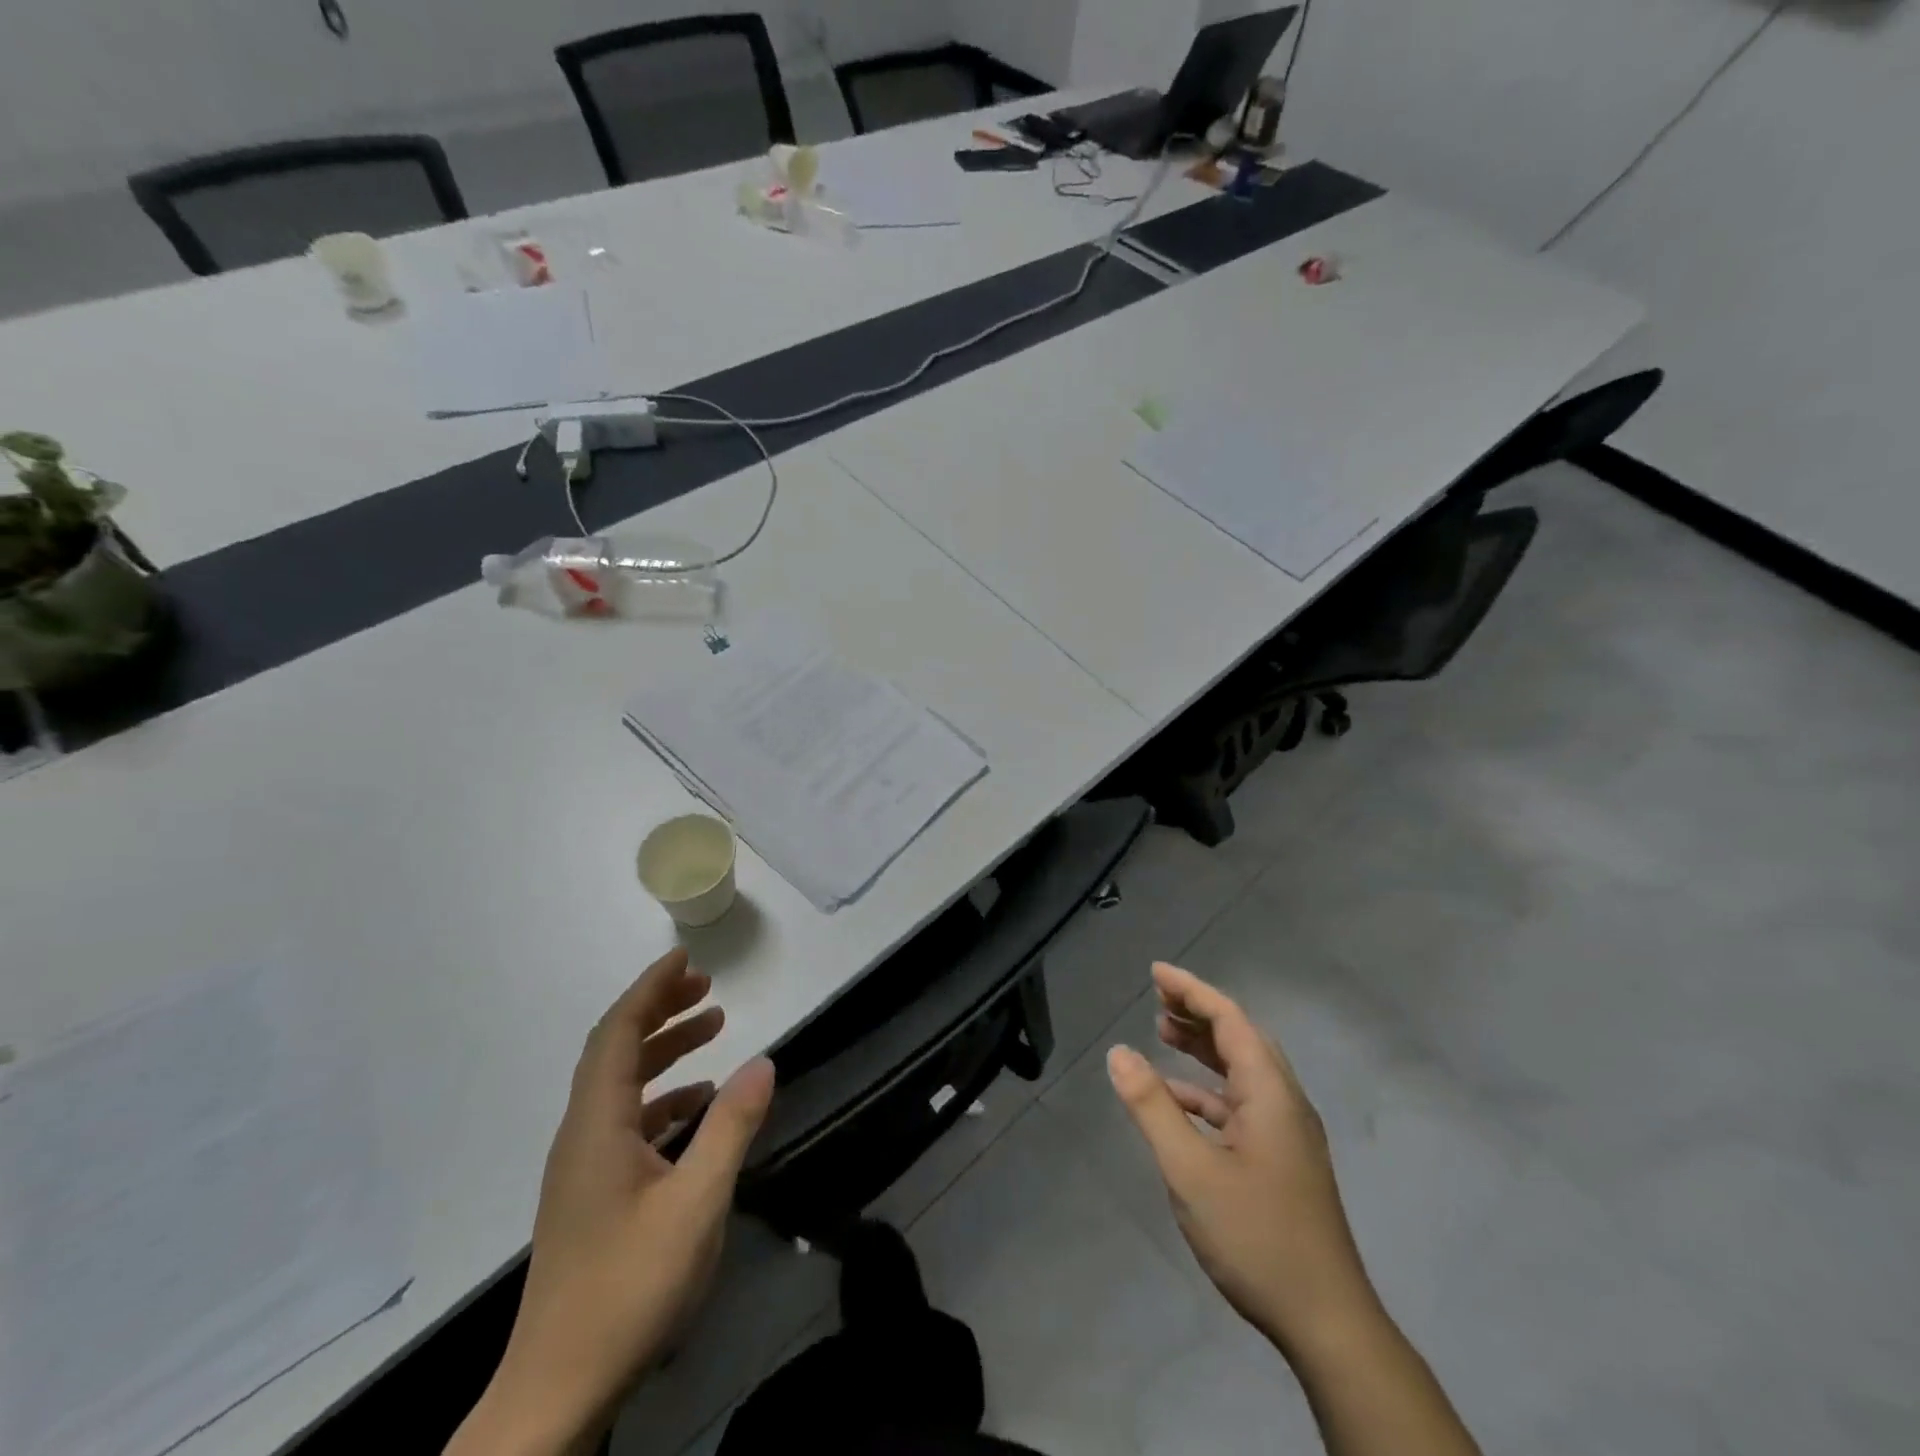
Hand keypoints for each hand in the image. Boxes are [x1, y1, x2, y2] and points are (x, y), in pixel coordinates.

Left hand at [451, 948, 774, 1455]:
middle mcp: (582, 1136)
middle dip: (660, 1011)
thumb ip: (731, 1127)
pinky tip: (701, 1107)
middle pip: (616, 1051)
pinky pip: (628, 1122)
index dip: (649, 989)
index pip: (616, 1033)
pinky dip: (664, 1098)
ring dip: (665, 1052)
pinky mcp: (592, 1197)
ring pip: (622, 1087)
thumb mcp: (697, 1203)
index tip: (685, 958)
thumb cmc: (627, 1289)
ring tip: (715, 1031)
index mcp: (596, 1126)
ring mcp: (583, 1169)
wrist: (555, 1392)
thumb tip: (764, 1060)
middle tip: (707, 988)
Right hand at [1107, 962, 1378, 1357]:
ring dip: (1204, 1048)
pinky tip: (1178, 1101)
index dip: (1192, 990)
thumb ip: (1152, 1107)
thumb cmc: (1256, 1236)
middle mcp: (1284, 1102)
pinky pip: (1240, 1104)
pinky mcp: (1282, 1160)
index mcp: (1270, 1093)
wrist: (1326, 1323)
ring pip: (1242, 1071)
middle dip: (1198, 1012)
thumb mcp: (1190, 1170)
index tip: (1156, 972)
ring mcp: (1286, 1133)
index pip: (1230, 1020)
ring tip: (1163, 1033)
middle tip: (1156, 998)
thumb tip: (1119, 1053)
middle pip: (1240, 1038)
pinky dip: (1207, 1090)